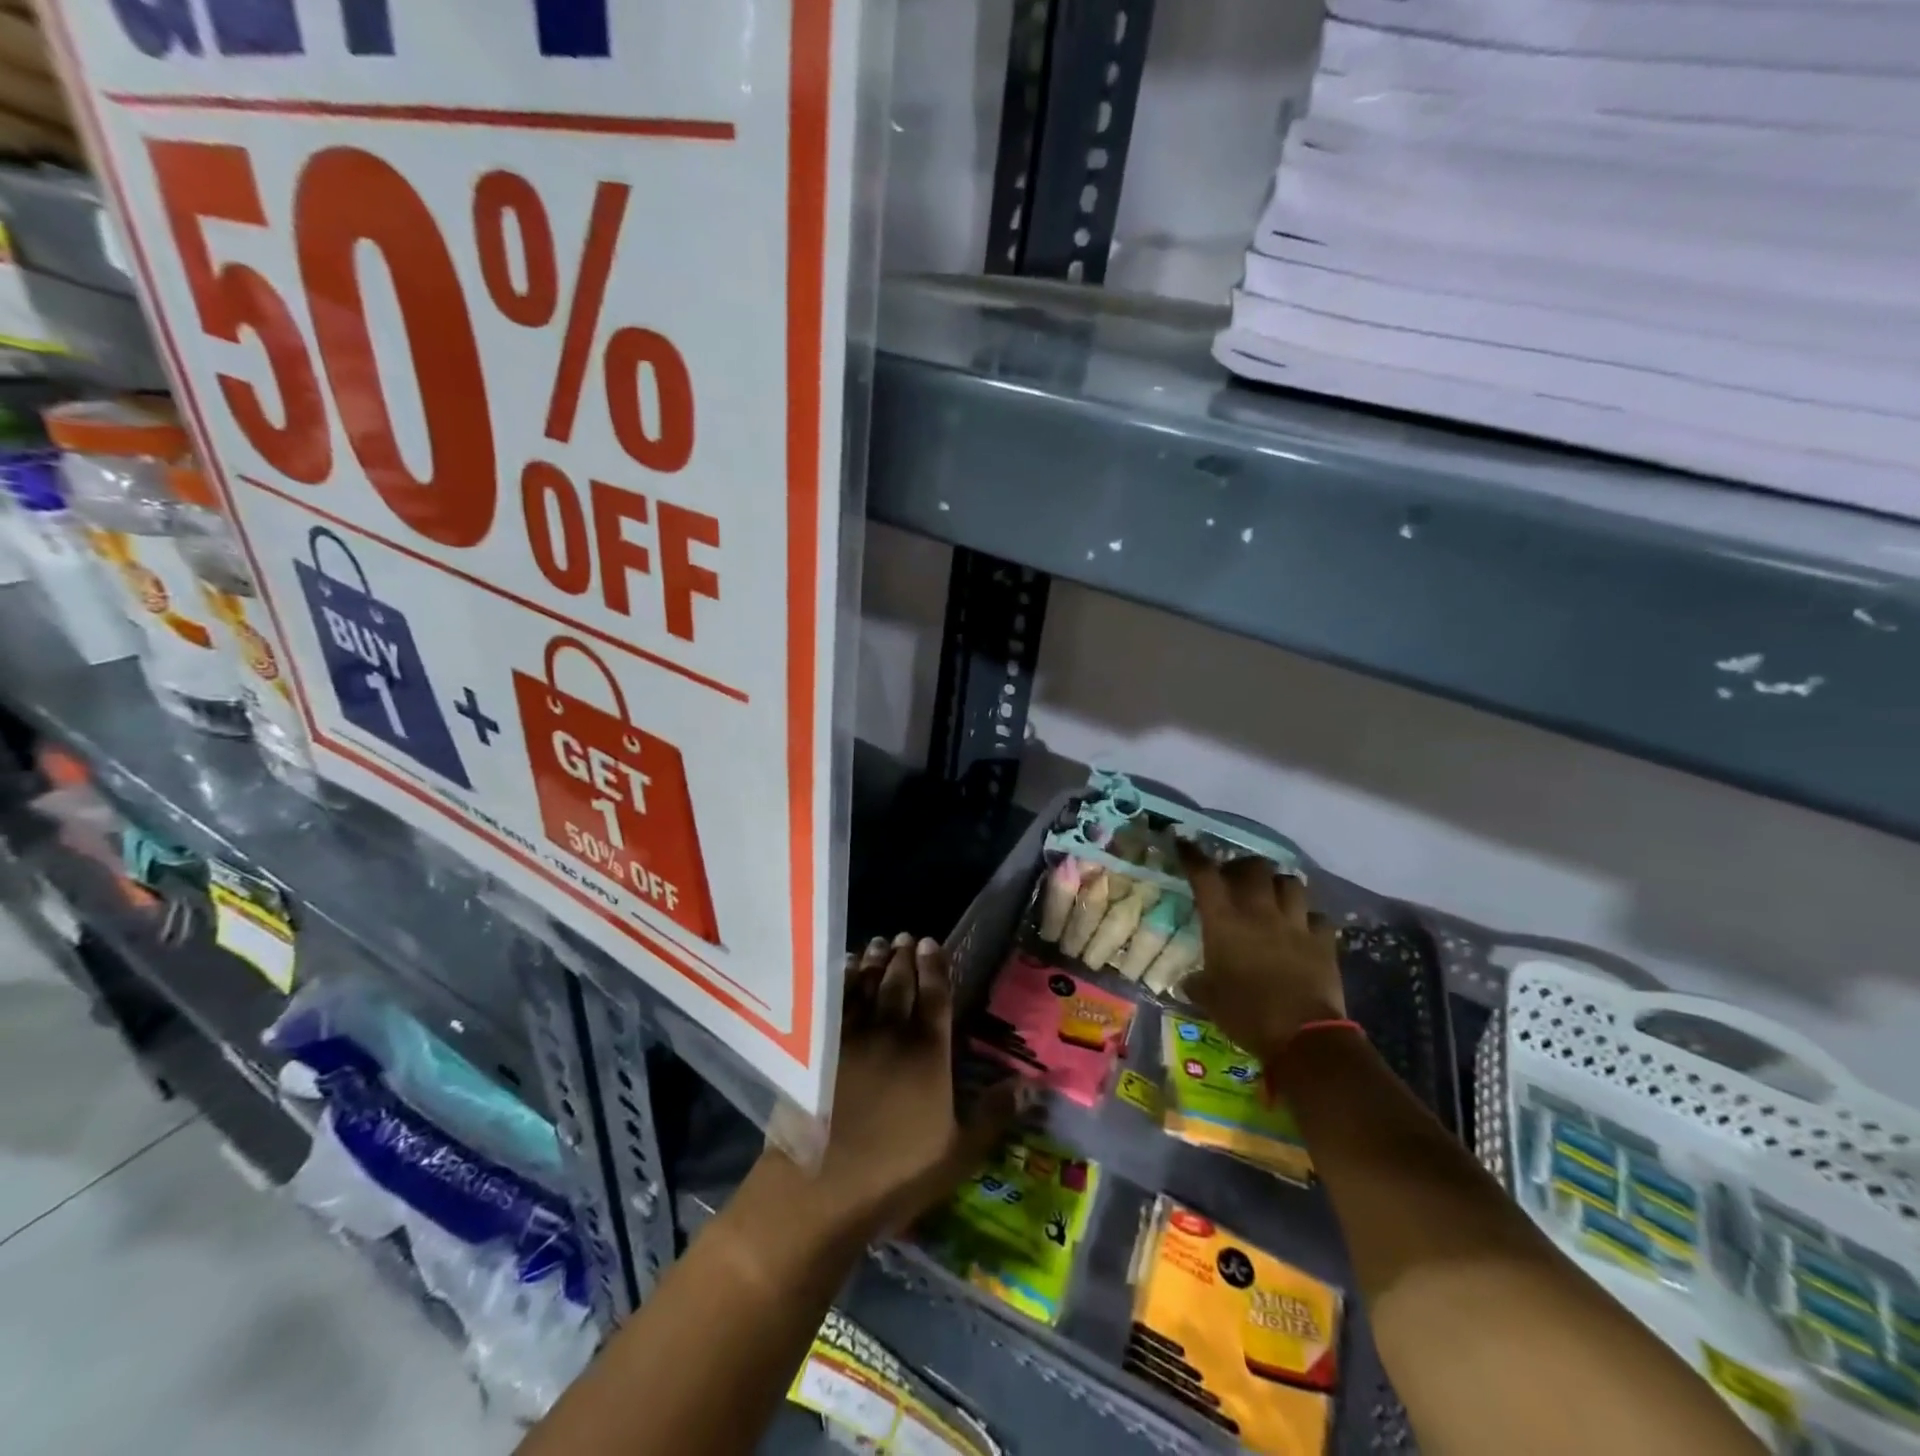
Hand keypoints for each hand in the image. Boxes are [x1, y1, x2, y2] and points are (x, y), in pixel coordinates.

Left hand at [754, 934, 1020, 1245]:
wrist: (820, 1188)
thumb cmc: (896, 1174)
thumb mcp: (958, 1154)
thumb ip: (993, 1114)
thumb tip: (1030, 1084)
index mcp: (928, 1054)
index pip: (935, 997)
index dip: (934, 967)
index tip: (931, 943)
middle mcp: (891, 1033)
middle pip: (898, 984)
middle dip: (903, 957)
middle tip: (905, 936)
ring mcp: (850, 1037)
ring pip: (865, 986)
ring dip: (873, 962)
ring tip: (878, 943)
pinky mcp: (817, 1048)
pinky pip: (833, 1001)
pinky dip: (841, 980)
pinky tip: (844, 969)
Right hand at [1178, 844, 1344, 1060]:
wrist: (1303, 1036)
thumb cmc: (1246, 1014)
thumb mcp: (1209, 999)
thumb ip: (1197, 983)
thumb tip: (1188, 981)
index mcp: (1224, 921)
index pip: (1204, 875)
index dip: (1193, 855)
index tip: (1184, 843)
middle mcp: (1259, 911)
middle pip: (1254, 868)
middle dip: (1244, 867)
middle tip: (1237, 879)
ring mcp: (1295, 923)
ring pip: (1291, 883)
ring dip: (1279, 885)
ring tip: (1273, 896)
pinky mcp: (1323, 941)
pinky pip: (1318, 916)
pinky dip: (1308, 918)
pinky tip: (1303, 928)